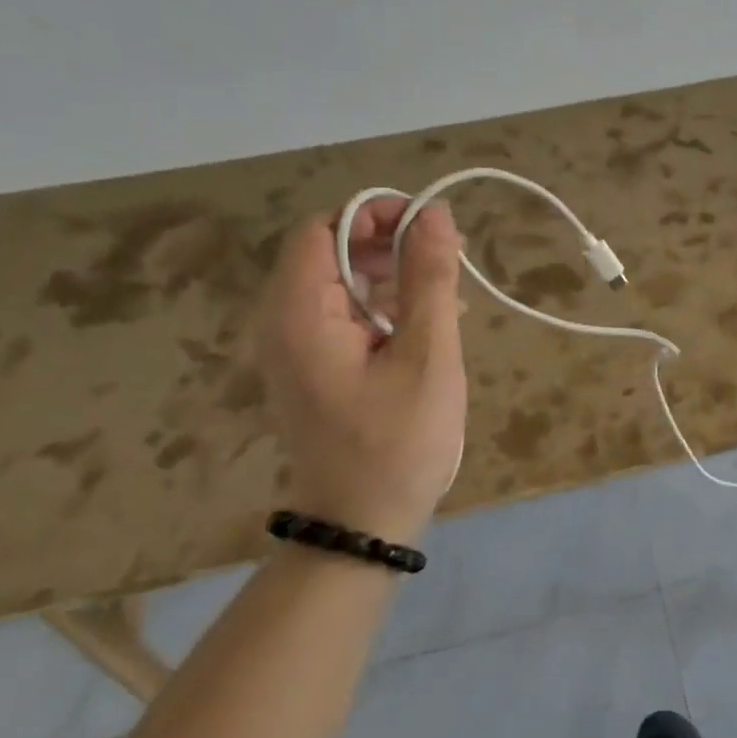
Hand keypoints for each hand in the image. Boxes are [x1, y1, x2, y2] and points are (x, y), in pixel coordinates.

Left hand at [257, 199, 467, 541]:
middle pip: (331, 253)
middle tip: (451, 257)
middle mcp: (285, 323)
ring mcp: (298, 349)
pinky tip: (430, 323)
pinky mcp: (316, 369)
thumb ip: (430, 279)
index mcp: (299, 314)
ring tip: (449, 291)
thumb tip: (435, 214)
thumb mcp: (427, 355)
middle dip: (391, 244)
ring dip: (394, 276)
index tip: (431, 225)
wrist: (363, 523)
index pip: (324, 230)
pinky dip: (386, 308)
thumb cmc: (399, 441)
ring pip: (342, 285)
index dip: (375, 214)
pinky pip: (346, 317)